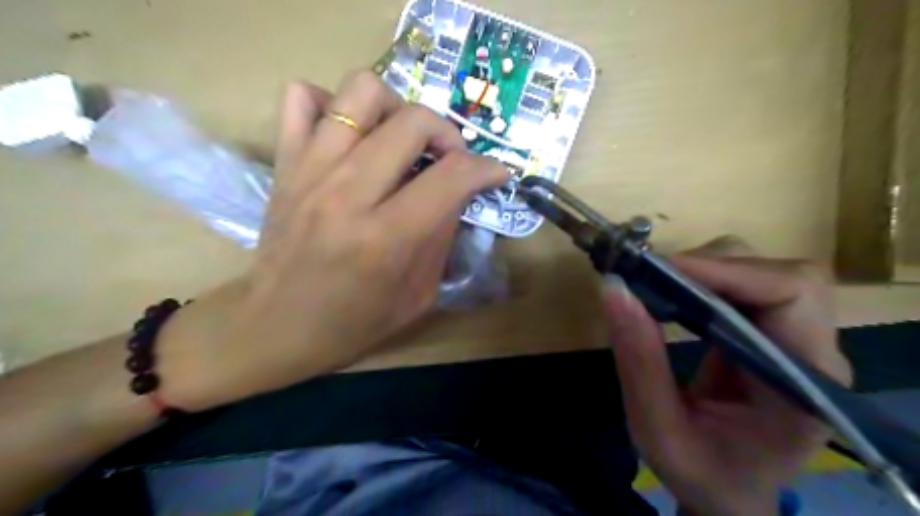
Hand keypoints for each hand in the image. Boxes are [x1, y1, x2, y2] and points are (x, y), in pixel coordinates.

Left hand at [155, 72, 505, 411]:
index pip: (451, 176)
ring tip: (402, 140)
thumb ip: (443, 237)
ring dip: (397, 109)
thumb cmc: (353, 323)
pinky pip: (302, 97)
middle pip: (413, 122)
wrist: (275, 327)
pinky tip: (351, 136)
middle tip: (449, 160)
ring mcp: (310, 169)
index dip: (486, 168)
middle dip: (448, 134)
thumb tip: (459, 193)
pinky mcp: (285, 162)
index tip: (495, 174)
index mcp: (385, 237)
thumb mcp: (419, 296)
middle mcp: (347, 192)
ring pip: (362, 92)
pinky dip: (334, 104)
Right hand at [609, 250, 850, 514]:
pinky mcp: (772, 332)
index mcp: (804, 386)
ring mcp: (797, 340)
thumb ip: (638, 361)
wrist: (730, 491)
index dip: (726, 272)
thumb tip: (614, 288)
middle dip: (711, 266)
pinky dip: (702, 279)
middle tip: (652, 279)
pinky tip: (672, 294)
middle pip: (780, 274)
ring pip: (761, 271)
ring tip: (657, 286)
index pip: (789, 296)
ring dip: (704, 269)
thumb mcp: (657, 428)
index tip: (660, 272)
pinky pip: (743, 285)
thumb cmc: (702, 472)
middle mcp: (813, 353)